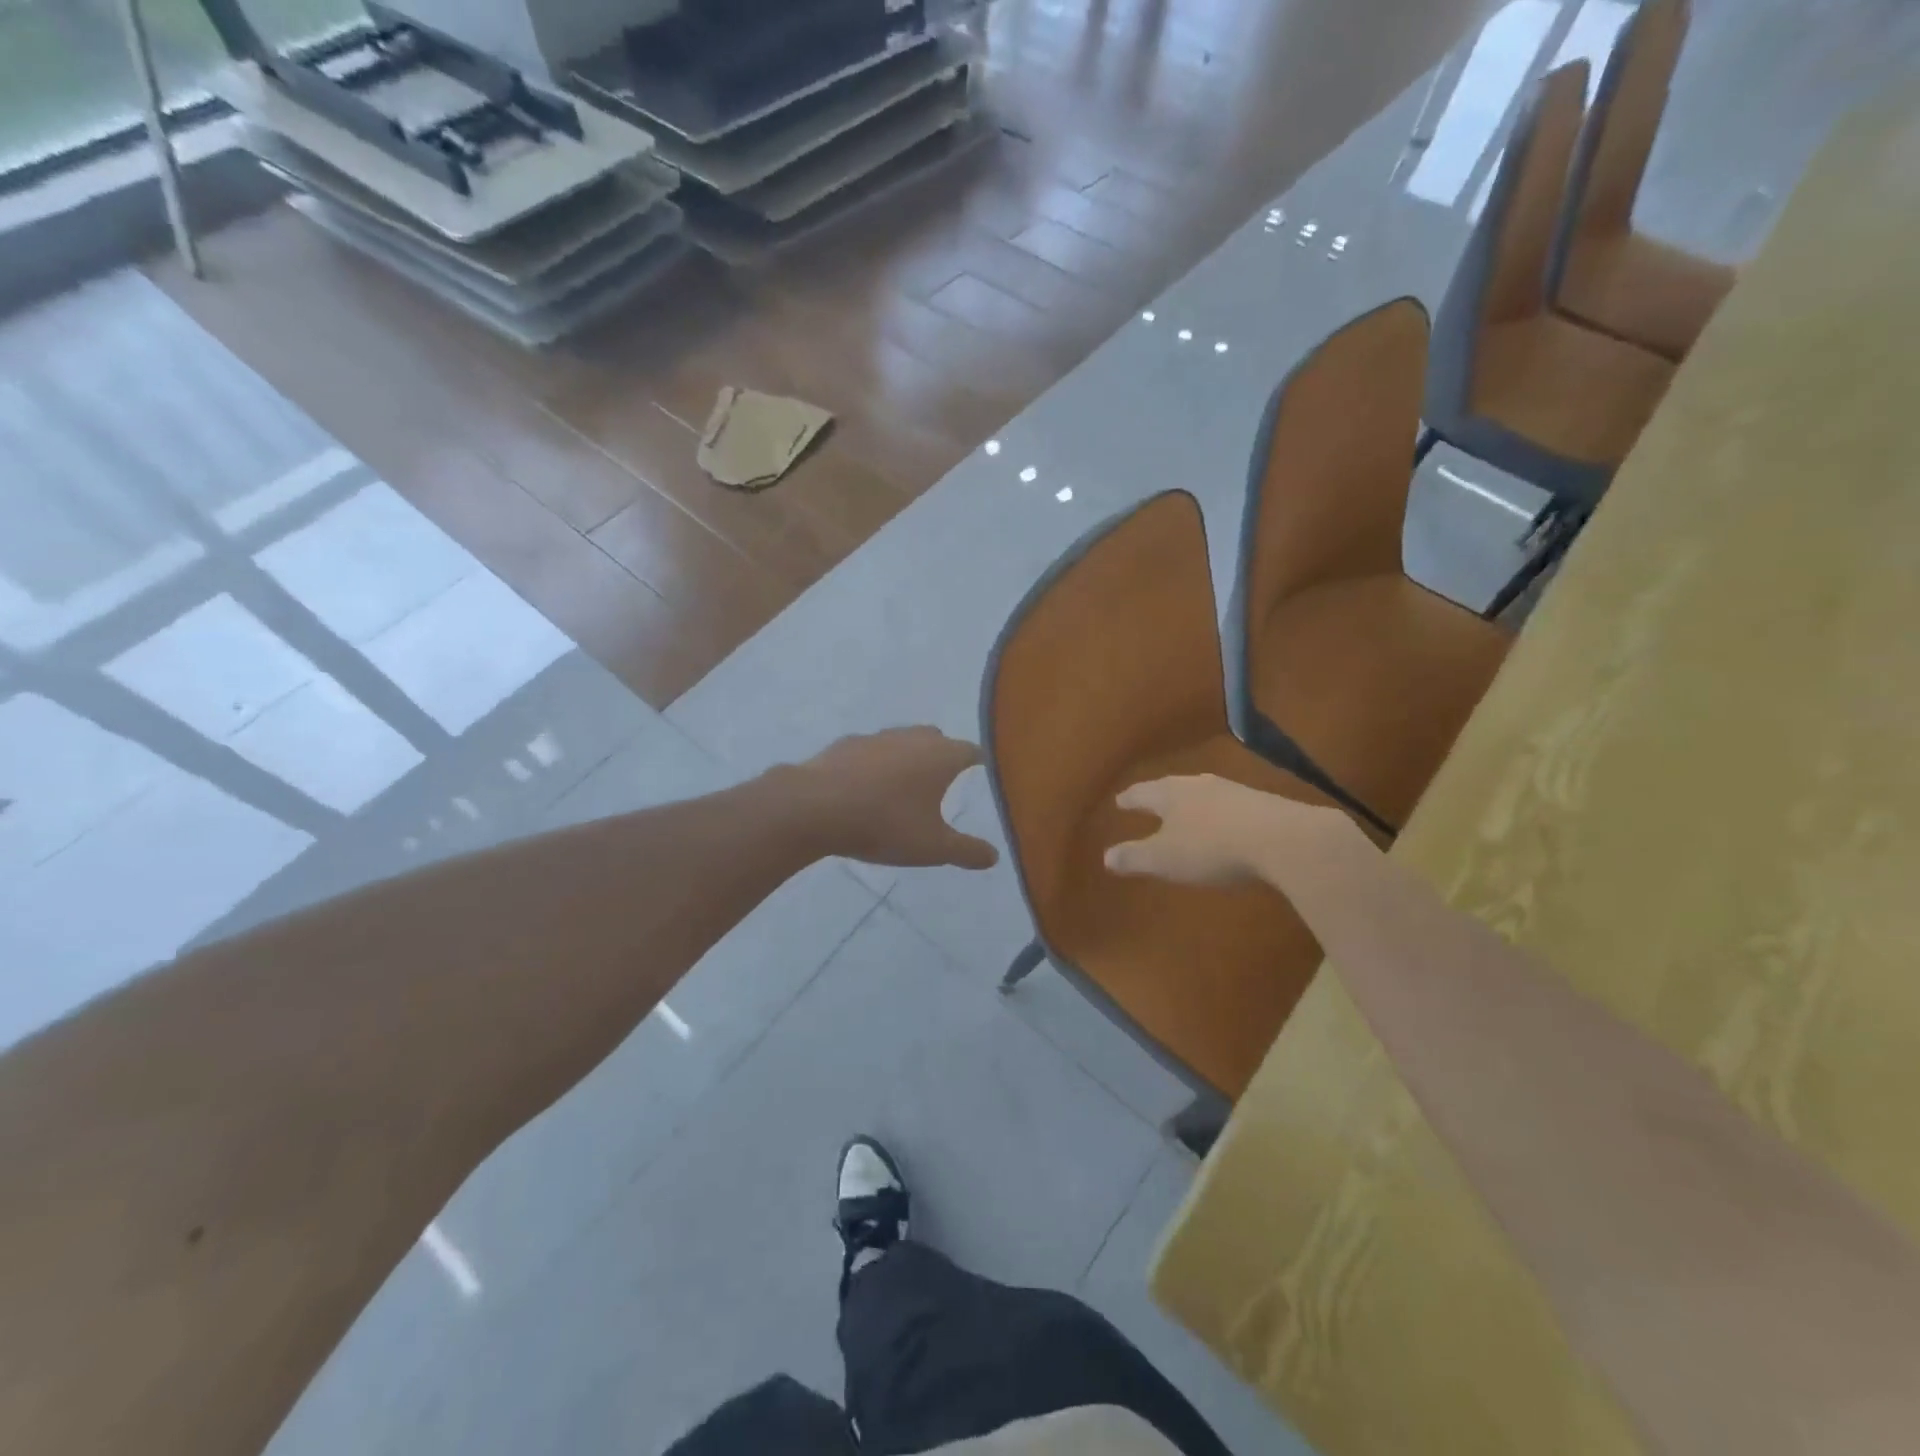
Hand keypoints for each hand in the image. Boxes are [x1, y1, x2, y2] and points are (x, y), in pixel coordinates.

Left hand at [791, 727, 998, 869]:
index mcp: (941, 756)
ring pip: (901, 741)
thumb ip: (966, 851)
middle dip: (943, 754)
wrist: (815, 807)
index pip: (971, 751)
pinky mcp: (844, 745)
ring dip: (907, 757)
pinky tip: (865, 786)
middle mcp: (912, 738)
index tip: (982, 769)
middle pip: (936, 739)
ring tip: (903, 784)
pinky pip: (869, 751)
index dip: (979, 761)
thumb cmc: (885, 824)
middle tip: (944, 777)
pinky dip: (874, 764)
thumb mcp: (932, 848)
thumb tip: (994, 856)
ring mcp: (876, 738)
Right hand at [1103, 774, 1346, 886]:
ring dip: (1192, 804)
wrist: (1283, 840)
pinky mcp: (1261, 804)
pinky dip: (1219, 814)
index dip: (1129, 799)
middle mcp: (1198, 784)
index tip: (1119, 801)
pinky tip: (1224, 826)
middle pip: (1173, 788)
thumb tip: (1106, 856)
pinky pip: (1229, 806)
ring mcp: (1233, 791)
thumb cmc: (1211, 848)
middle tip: (1150, 803)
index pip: (1142, 793)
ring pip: (1203, 794)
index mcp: (1170, 794)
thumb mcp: (1165, 859)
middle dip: (1160, 797)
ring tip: (1185, 813)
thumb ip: (1135, 857)